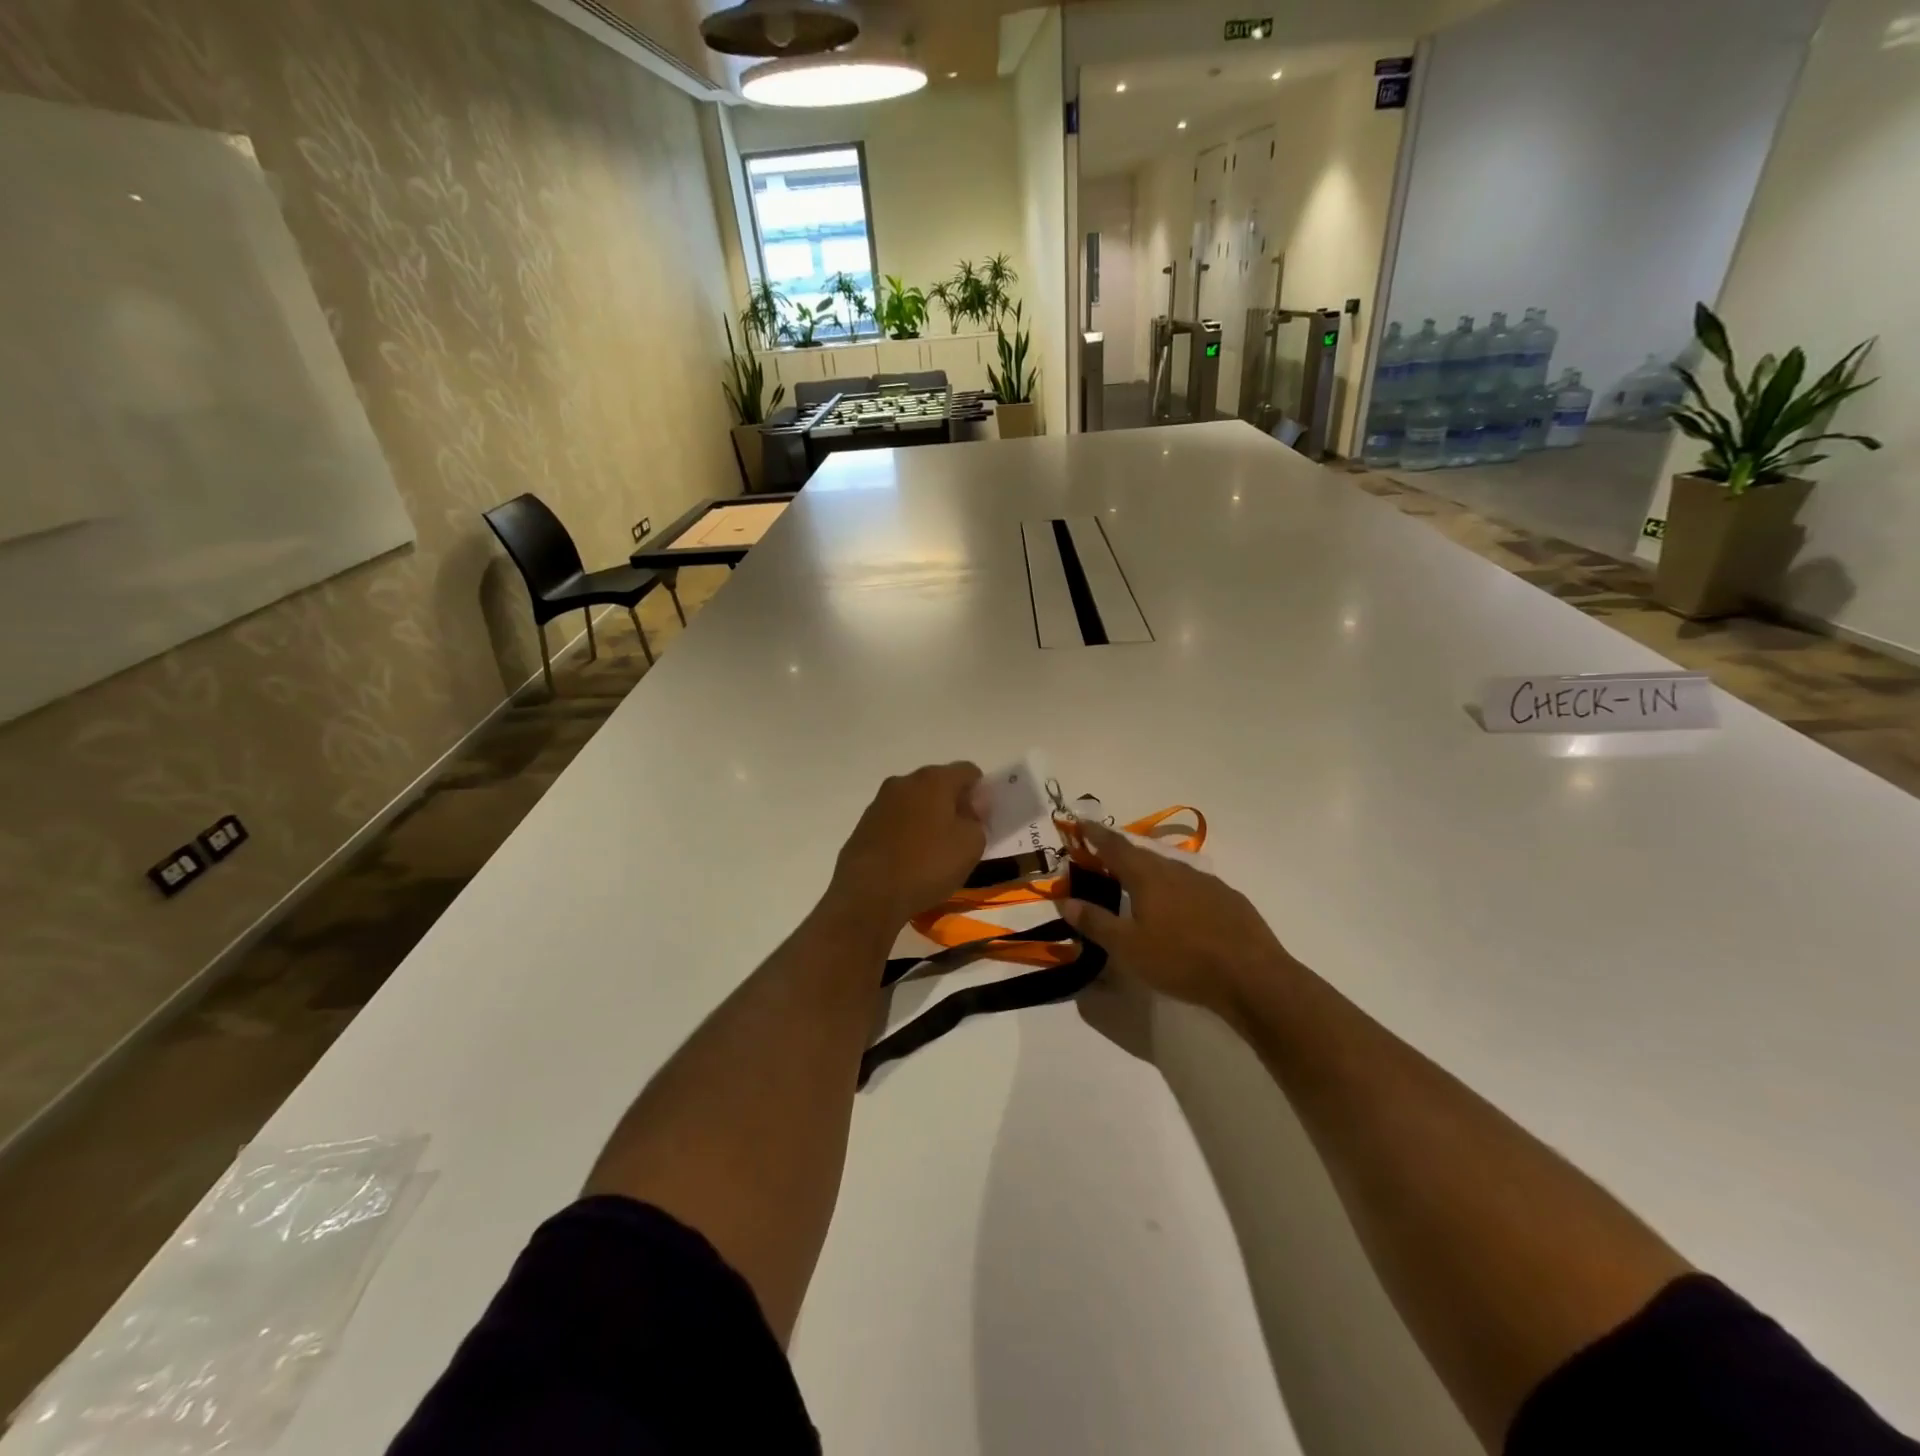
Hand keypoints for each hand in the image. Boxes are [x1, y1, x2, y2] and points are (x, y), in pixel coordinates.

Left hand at [828, 763, 985, 928]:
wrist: (868, 893)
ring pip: (915, 803)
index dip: (980, 791)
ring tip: (934, 851)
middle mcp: (904, 781)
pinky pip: (895, 821)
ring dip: (928, 818)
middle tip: (962, 835)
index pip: (968, 771)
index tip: (983, 818)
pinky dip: (907, 833)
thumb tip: (969, 812)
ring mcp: (880, 802)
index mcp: (934, 779)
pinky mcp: (864, 824)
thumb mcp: (971, 845)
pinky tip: (910, 860)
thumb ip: (977, 821)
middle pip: (938, 784)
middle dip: (953, 805)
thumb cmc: (927, 865)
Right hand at [1063, 820, 1294, 1020]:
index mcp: (1148, 876)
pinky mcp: (1229, 900)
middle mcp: (1176, 870)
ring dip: (1149, 870)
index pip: (1114, 846)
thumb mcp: (1128, 947)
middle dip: (1120, 852)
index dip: (1095, 834)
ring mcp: (1207, 883)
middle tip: (1104, 856)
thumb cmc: (1181, 960)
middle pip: (1142, 853)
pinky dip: (1175, 888)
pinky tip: (1179, 908)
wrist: (1253, 977)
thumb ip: (1095, 922)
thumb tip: (1064, 901)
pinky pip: (1192, 885)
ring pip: (1169, 868)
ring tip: (1137, 882)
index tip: (1079, 822)